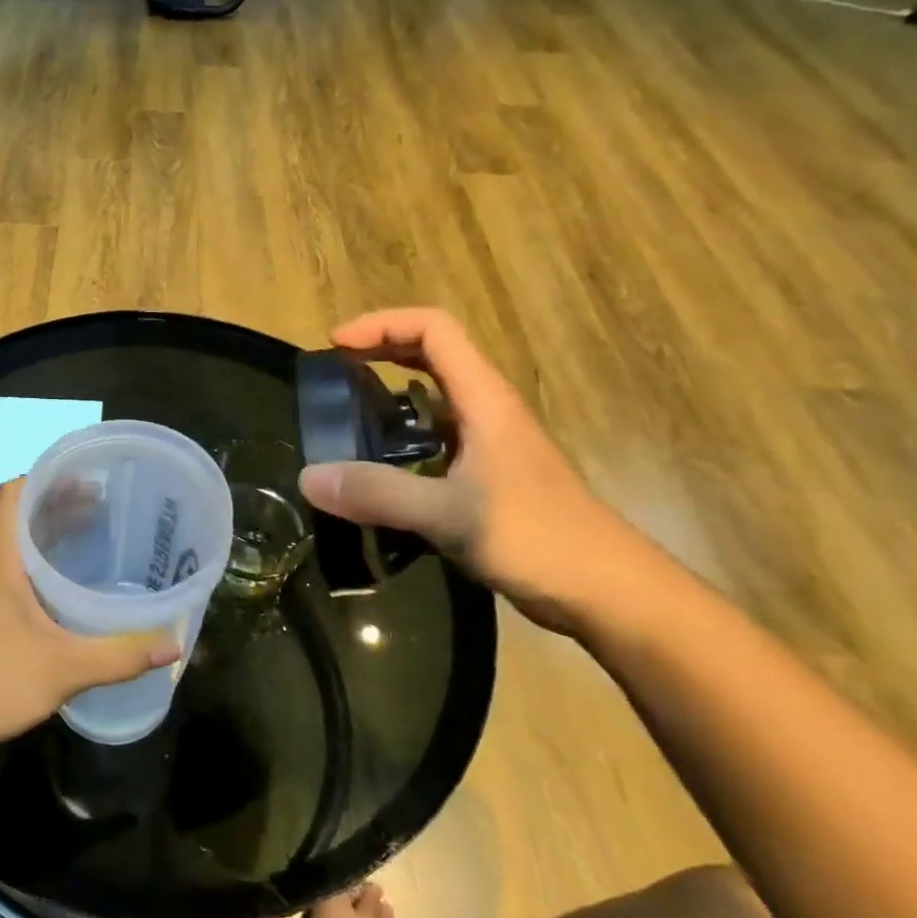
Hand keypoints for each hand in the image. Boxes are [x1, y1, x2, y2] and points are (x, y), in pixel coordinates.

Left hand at [0, 478, 179, 749]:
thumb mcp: (65, 668)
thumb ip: (120, 655)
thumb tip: (173, 646)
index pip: (15, 494)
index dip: (47, 478)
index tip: (86, 478)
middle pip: (19, 518)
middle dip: (58, 507)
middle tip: (102, 507)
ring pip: (14, 547)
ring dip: (47, 537)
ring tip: (89, 537)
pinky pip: (9, 572)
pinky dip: (37, 565)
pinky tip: (63, 588)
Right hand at [296, 308, 648, 632]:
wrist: (608, 593)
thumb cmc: (538, 539)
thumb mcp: (449, 514)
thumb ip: (377, 493)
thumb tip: (308, 477)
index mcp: (484, 401)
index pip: (434, 330)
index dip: (382, 325)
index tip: (335, 345)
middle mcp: (488, 411)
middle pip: (433, 353)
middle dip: (381, 349)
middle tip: (333, 371)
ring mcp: (490, 444)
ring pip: (436, 396)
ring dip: (391, 390)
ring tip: (346, 413)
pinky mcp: (488, 475)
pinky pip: (436, 436)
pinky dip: (402, 433)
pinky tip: (378, 466)